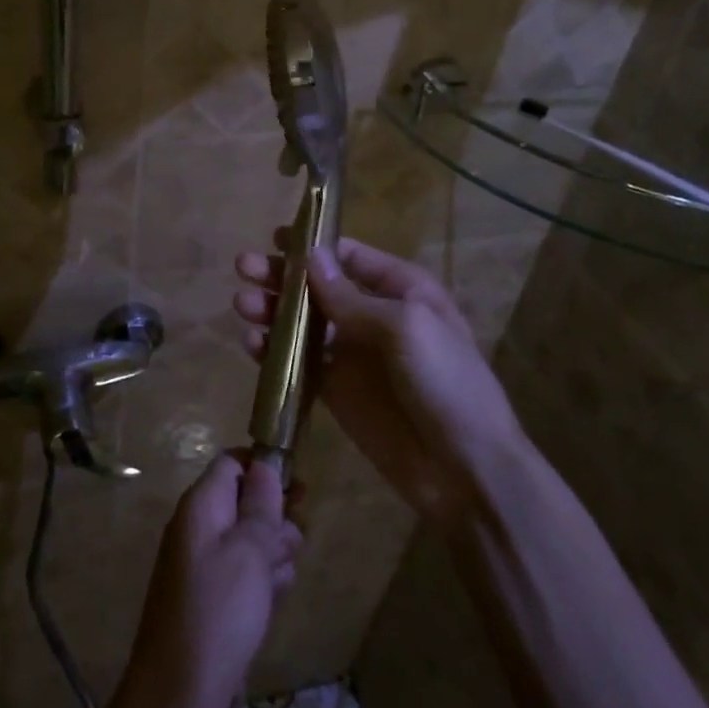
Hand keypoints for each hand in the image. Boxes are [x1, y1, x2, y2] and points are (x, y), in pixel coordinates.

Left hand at [118, 453, 300, 707]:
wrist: (179, 696)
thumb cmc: (218, 611)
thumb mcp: (249, 551)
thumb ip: (261, 506)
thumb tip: (264, 466)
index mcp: (200, 506)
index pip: (231, 463)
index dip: (263, 468)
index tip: (298, 488)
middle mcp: (196, 528)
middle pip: (242, 502)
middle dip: (274, 518)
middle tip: (295, 543)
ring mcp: (200, 565)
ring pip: (247, 541)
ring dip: (272, 552)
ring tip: (282, 579)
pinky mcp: (209, 599)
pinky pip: (241, 574)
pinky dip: (260, 581)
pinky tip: (274, 600)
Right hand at [234, 236, 521, 528]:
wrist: (465, 468)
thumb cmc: (444, 381)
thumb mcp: (404, 327)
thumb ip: (350, 296)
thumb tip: (309, 256)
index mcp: (400, 289)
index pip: (348, 256)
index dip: (312, 246)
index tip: (274, 239)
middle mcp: (372, 315)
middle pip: (317, 286)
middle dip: (281, 275)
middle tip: (244, 267)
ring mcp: (351, 354)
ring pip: (302, 323)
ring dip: (271, 311)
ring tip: (243, 304)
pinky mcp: (335, 390)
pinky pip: (298, 363)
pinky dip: (273, 352)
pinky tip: (252, 345)